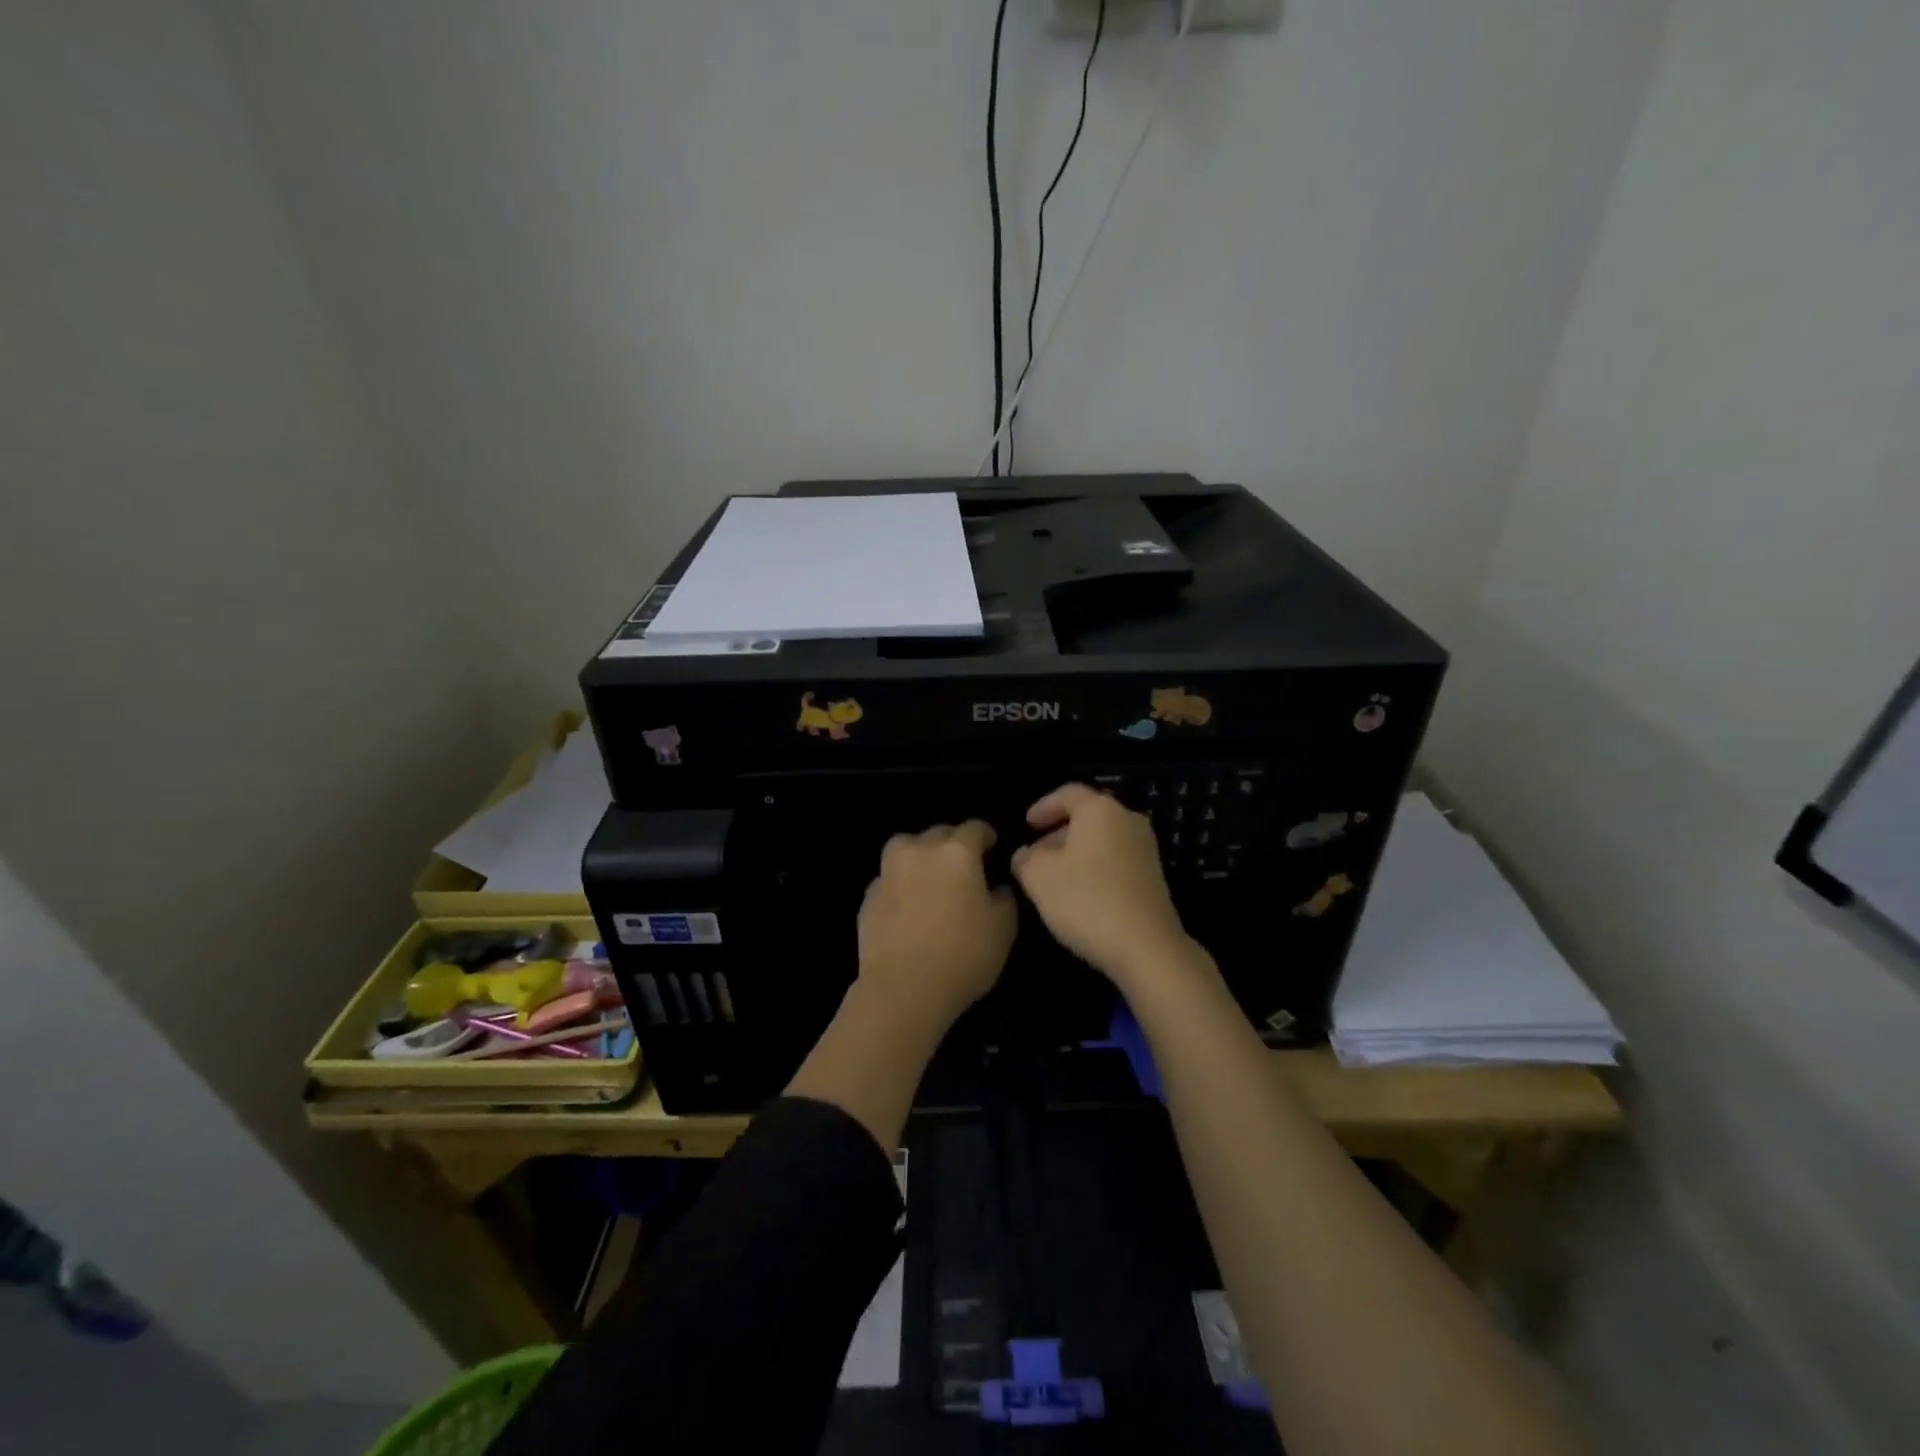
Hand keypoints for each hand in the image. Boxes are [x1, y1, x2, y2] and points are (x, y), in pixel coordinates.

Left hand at [857, 820, 1017, 1030]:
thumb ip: (1004, 898)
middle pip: (939, 833)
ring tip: (929, 876)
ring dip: (919, 854)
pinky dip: (900, 883)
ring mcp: (889, 872)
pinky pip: (889, 878)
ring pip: (905, 847)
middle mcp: (920, 851)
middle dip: (953, 844)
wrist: (904, 989)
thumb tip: (996, 887)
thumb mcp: (1003, 929)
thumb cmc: (963, 956)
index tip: (992, 847)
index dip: (986, 836)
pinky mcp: (868, 896)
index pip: (975, 828)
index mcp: (957, 852)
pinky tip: (908, 905)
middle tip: (963, 867)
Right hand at [1012, 783, 1198, 991]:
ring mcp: (1146, 849)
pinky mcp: (1154, 877)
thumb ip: (1025, 859)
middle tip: (1035, 855)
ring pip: (1102, 840)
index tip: (1026, 824)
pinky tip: (1079, 895)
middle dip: (1058, 833)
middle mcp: (1127, 820)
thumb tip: (1024, 854)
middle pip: (1087, 817)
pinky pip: (1116, 861)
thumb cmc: (1086, 900)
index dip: (1042, 806)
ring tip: (1053, 878)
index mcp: (1100, 809)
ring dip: (1076, 853)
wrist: (1146, 946)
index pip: (1067, 793)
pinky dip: (1094, 868)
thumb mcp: (1038, 877)